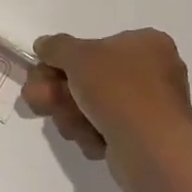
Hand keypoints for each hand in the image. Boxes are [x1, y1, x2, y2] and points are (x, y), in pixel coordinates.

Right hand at [24, 29, 191, 168]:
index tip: (42, 72)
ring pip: (91, 106)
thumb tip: (44, 45)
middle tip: (39, 99)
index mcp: (147, 43)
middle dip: (59, 91)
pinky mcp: (143, 138)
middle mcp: (152, 72)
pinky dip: (93, 135)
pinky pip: (105, 130)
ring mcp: (148, 107)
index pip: (96, 46)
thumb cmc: (118, 90)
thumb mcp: (78, 56)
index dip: (63, 60)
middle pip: (88, 77)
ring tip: (74, 125)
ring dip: (72, 115)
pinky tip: (94, 140)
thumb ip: (56, 46)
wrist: (151, 148)